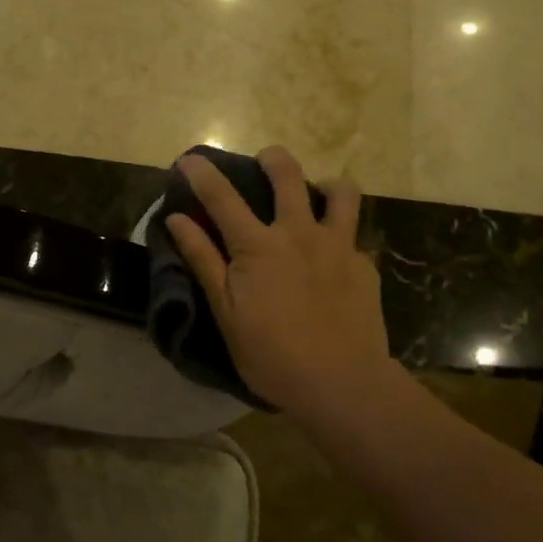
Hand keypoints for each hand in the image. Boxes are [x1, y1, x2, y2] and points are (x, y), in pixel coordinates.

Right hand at [164, 147, 394, 413]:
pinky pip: (356, 236)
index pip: (221, 197)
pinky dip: (343, 237)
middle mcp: (299, 232)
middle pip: (288, 175)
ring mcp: (338, 245)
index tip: (189, 158)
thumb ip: (203, 260)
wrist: (342, 383)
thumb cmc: (273, 355)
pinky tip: (336, 261)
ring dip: (326, 185)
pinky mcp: (365, 265)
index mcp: (258, 245)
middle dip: (273, 158)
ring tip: (317, 196)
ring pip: (341, 192)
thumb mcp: (226, 313)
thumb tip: (176, 219)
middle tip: (266, 161)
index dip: (201, 173)